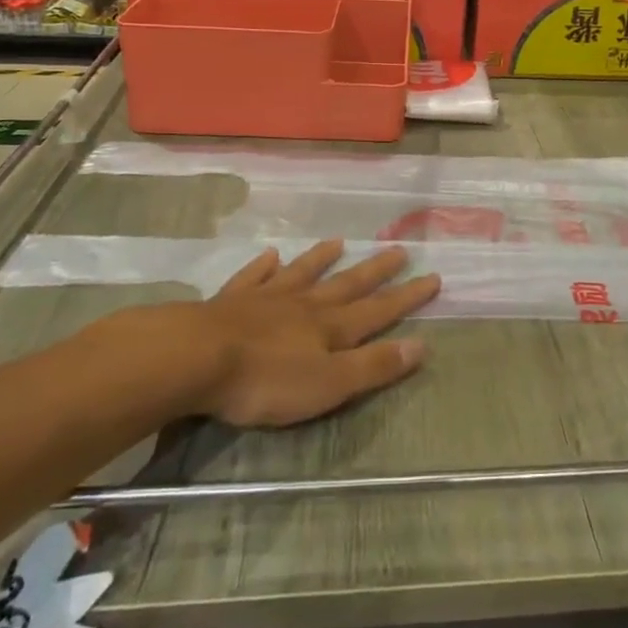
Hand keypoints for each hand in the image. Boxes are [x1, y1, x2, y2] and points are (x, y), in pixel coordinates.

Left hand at [103, 241, 437, 427]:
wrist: (194, 358)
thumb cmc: (265, 381)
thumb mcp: (329, 384)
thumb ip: (373, 367)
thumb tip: (422, 346)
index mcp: (330, 328)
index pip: (378, 310)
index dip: (407, 297)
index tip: (433, 277)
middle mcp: (304, 306)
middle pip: (346, 285)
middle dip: (375, 271)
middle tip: (398, 250)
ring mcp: (266, 299)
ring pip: (302, 274)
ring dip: (322, 260)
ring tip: (339, 242)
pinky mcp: (230, 302)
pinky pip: (254, 278)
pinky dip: (264, 267)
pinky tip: (270, 255)